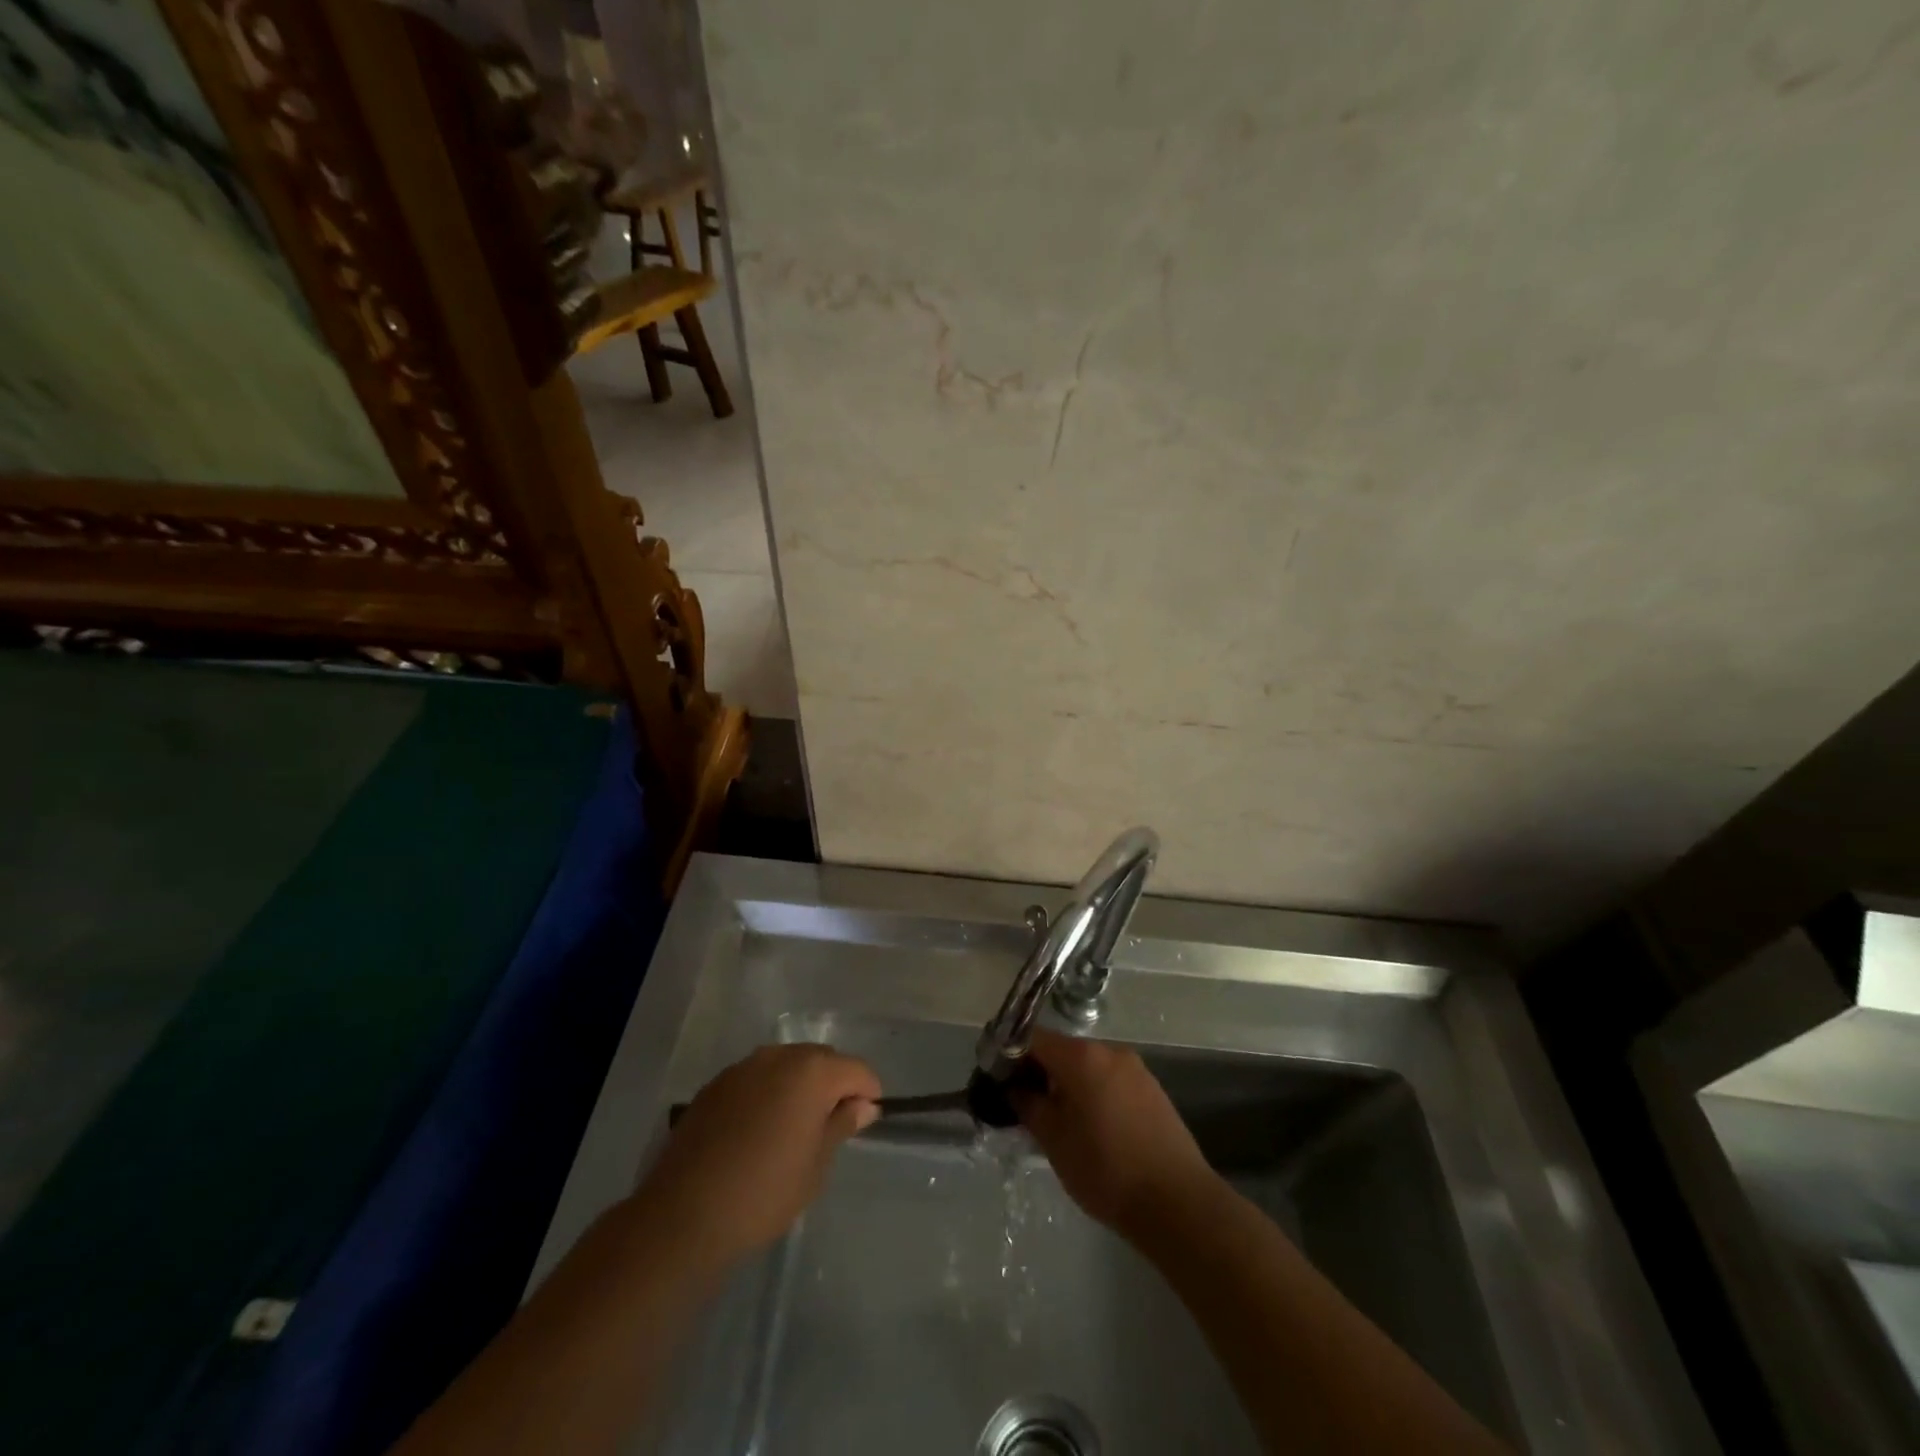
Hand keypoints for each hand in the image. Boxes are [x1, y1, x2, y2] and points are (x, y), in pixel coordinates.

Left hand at [636, 1044, 879, 1265]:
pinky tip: (759, 1129)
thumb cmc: (765, 1192)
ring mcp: (743, 1067)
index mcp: (811, 1071)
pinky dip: (767, 1093)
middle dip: (833, 1083)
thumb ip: (841, 1125)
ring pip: (786, 1065)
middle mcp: (778, 1056)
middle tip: (832, 1125)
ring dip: (798, 1085)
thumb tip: (863, 1105)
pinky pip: (756, 1078)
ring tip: (794, 1126)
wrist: (685, 1215)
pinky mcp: (715, 1084)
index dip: (868, 1092)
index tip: (865, 1120)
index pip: (856, 1069)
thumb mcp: (816, 1165)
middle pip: (821, 1059)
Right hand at [1011, 1029, 1216, 1237]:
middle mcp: (1109, 1051)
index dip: (1011, 1055)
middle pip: (1063, 1050)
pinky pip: (1111, 1081)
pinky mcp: (1152, 1090)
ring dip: (1068, 1084)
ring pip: (1088, 1067)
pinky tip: (1092, 1129)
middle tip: (1025, 1105)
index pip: (1034, 1038)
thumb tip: (1013, 1086)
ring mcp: (1135, 1069)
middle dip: (1040, 1072)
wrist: (1177, 1202)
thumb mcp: (1054, 1140)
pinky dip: (1094, 1094)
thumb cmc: (1105, 1169)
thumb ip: (1028, 1105)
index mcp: (1081, 1056)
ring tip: (1058, 1122)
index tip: (999, 1079)